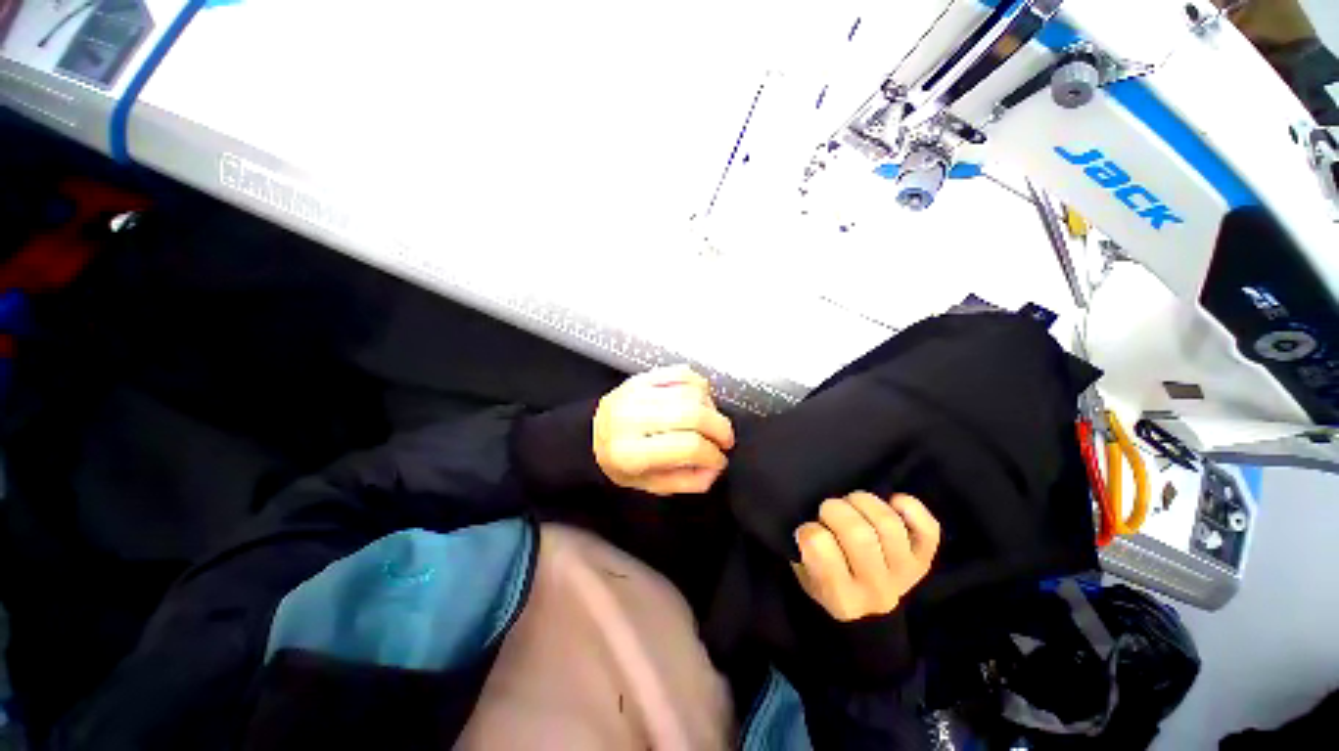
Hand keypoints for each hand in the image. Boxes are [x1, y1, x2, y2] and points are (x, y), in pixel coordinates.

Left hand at [593, 365, 735, 494]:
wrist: (590, 435)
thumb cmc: (621, 464)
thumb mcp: (650, 485)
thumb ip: (687, 481)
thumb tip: (717, 467)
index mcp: (630, 452)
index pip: (688, 446)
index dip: (713, 454)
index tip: (720, 460)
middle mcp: (631, 418)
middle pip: (693, 414)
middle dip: (720, 428)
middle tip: (726, 440)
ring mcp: (636, 392)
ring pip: (691, 391)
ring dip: (711, 407)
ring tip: (710, 422)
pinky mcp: (641, 376)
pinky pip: (682, 372)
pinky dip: (700, 386)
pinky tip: (700, 400)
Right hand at [792, 492, 940, 621]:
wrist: (869, 615)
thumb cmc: (826, 583)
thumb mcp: (803, 575)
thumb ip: (802, 550)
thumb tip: (808, 521)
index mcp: (840, 597)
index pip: (818, 545)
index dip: (808, 529)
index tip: (808, 530)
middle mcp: (877, 590)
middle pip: (858, 533)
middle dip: (835, 509)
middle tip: (829, 512)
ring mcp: (904, 574)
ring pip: (888, 523)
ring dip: (864, 502)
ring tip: (853, 504)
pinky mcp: (924, 559)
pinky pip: (928, 528)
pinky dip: (910, 507)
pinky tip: (892, 503)